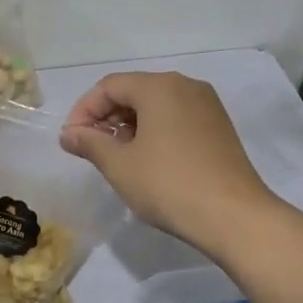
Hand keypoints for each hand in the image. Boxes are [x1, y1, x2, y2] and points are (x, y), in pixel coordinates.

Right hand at [59, 72, 276, 255]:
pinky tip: (147, 160)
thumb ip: (90, 143)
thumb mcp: (119, 165)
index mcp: (159, 87)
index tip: (71, 140)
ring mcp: (207, 105)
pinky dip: (154, 131)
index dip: (83, 110)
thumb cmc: (168, 185)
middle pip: (134, 91)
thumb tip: (68, 134)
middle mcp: (185, 86)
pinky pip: (176, 117)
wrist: (234, 216)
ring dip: (129, 125)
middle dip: (106, 117)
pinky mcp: (219, 126)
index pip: (109, 86)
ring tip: (116, 157)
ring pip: (156, 105)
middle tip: (90, 149)